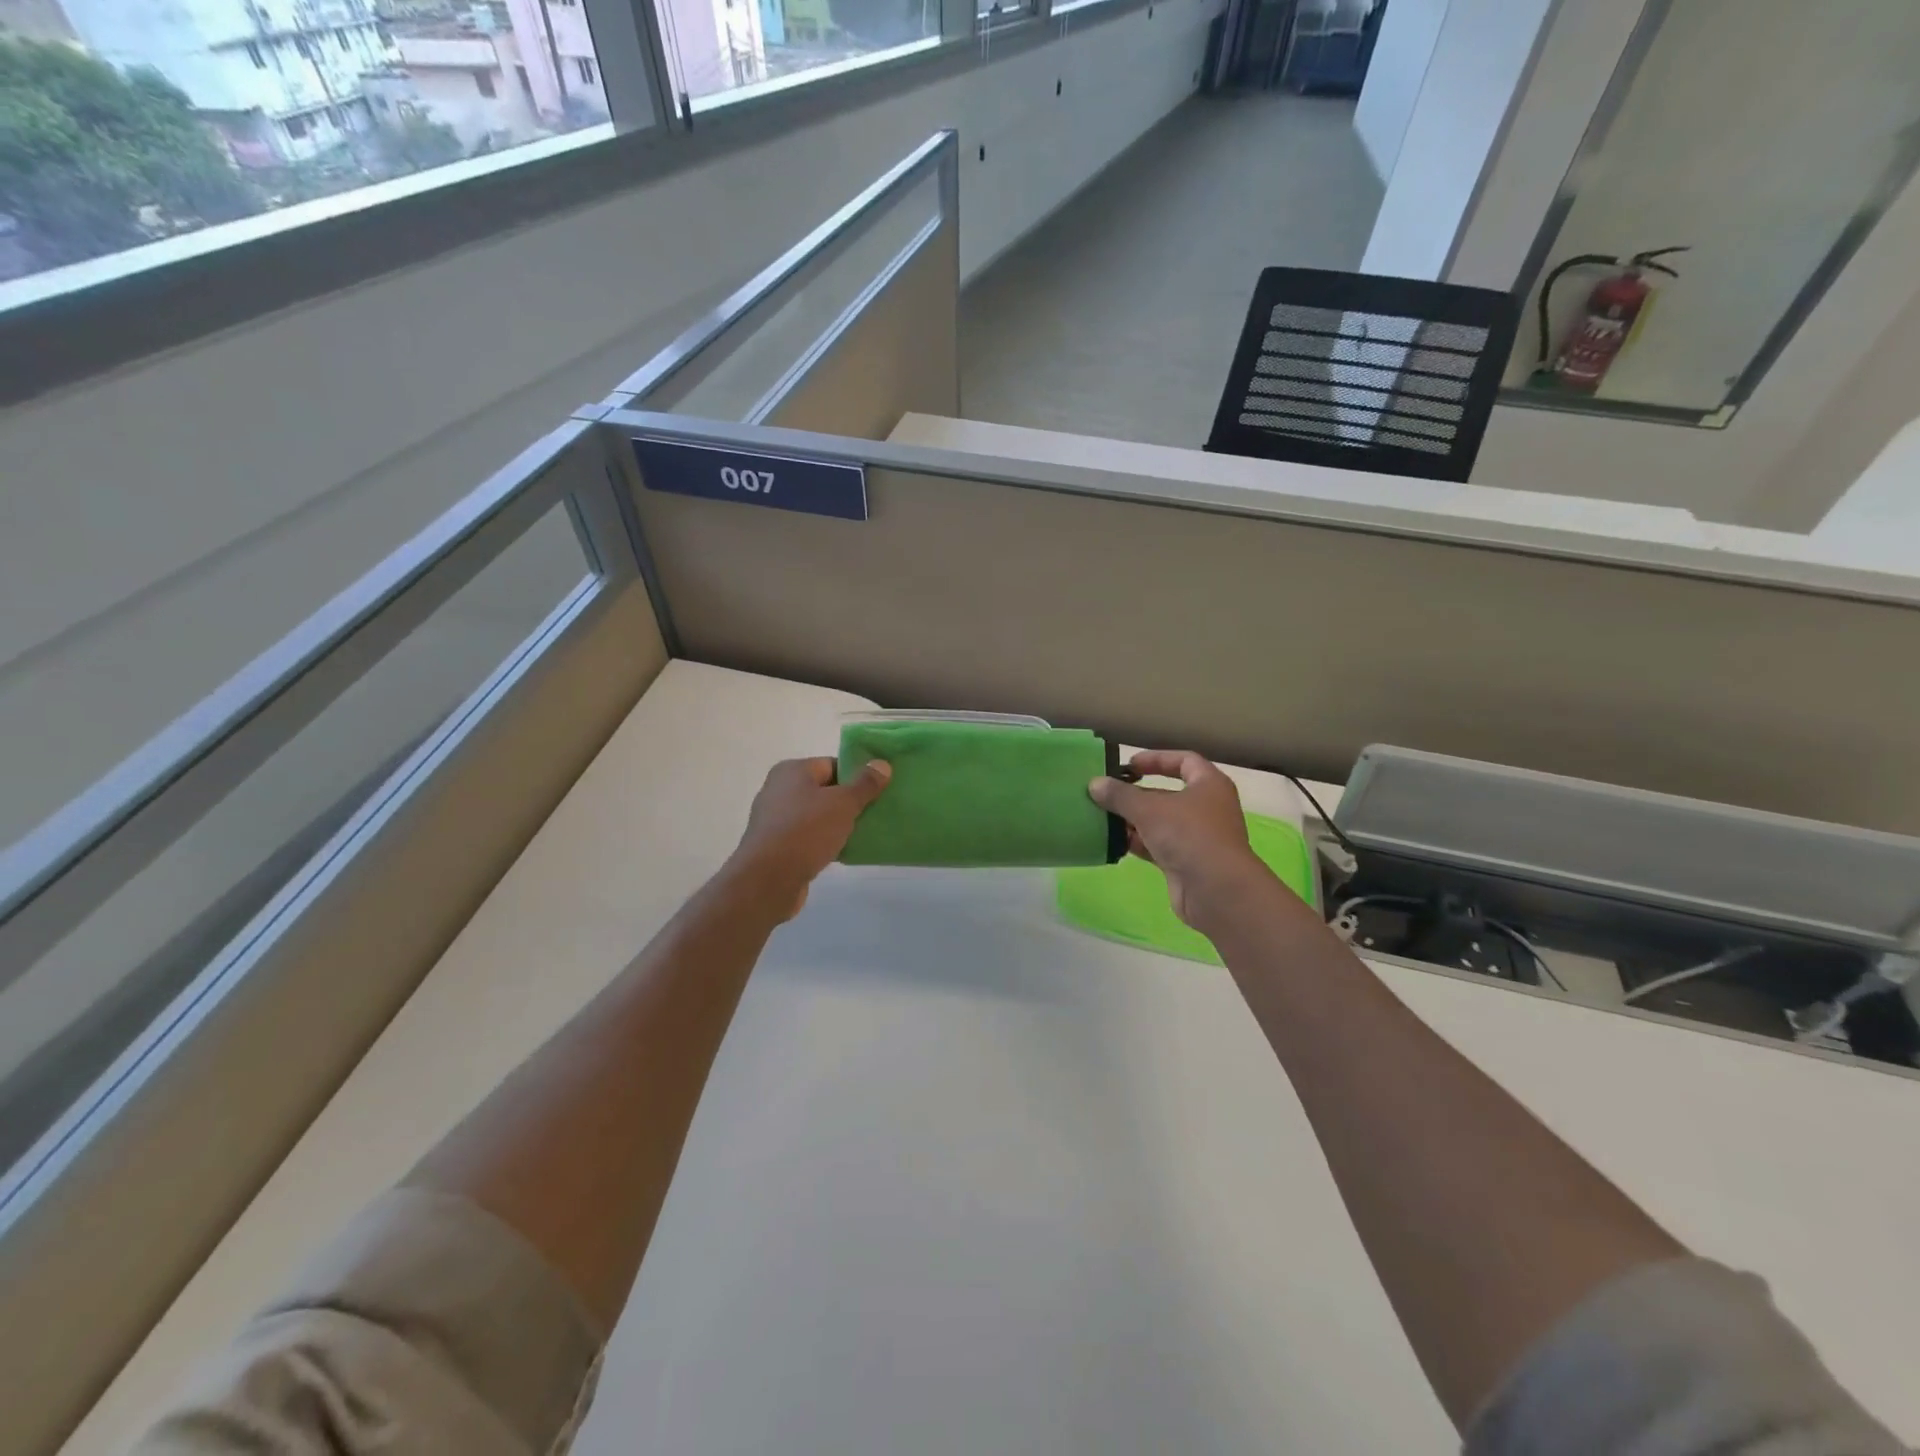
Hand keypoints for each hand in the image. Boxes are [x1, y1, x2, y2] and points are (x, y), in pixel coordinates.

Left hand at [728, 757, 890, 918]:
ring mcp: (775, 820)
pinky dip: (825, 842)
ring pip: (817, 816)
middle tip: (876, 811)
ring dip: (839, 824)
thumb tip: (882, 764)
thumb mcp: (843, 803)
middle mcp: (779, 790)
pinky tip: (845, 852)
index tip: (879, 790)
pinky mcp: (776, 847)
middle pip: (824, 790)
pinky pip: (808, 838)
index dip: (857, 775)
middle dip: (850, 801)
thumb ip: (865, 784)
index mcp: (792, 771)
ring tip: (865, 833)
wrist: (768, 880)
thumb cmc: (806, 831)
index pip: (832, 764)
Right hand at [1089, 750, 1271, 929]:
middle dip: (1137, 795)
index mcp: (1209, 785)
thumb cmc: (1188, 835)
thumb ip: (1120, 795)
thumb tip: (1095, 784)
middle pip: (1168, 794)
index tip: (1128, 765)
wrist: (1216, 890)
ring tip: (1103, 818)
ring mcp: (1197, 838)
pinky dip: (1138, 843)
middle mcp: (1207, 808)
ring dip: (1134, 820)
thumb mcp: (1149, 809)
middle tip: (1107, 794)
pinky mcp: (1186, 863)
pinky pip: (1158, 846)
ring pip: (1161, 822)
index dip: (1156, 759)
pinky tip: (1114, 842)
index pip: (1184, 761)